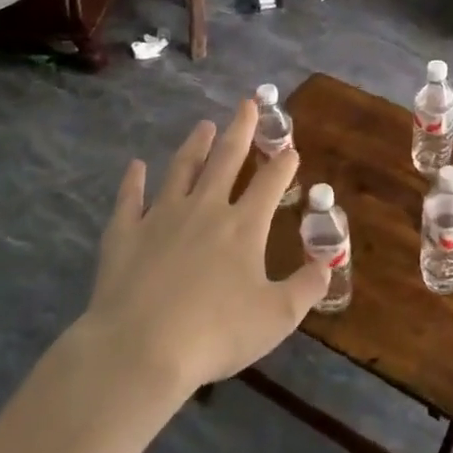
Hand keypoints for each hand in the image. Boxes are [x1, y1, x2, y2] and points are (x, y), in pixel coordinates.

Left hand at [83, 100, 327, 395]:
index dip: (283, 164)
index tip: (291, 149)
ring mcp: (161, 217)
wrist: (141, 348)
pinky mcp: (125, 234)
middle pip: (226, 159)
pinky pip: (130, 199)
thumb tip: (327, 264)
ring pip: (181, 169)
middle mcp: (204, 209)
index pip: (268, 183)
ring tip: (203, 125)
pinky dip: (133, 181)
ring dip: (194, 145)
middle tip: (247, 104)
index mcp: (243, 226)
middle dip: (241, 130)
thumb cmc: (216, 333)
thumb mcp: (277, 317)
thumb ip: (307, 287)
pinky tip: (135, 166)